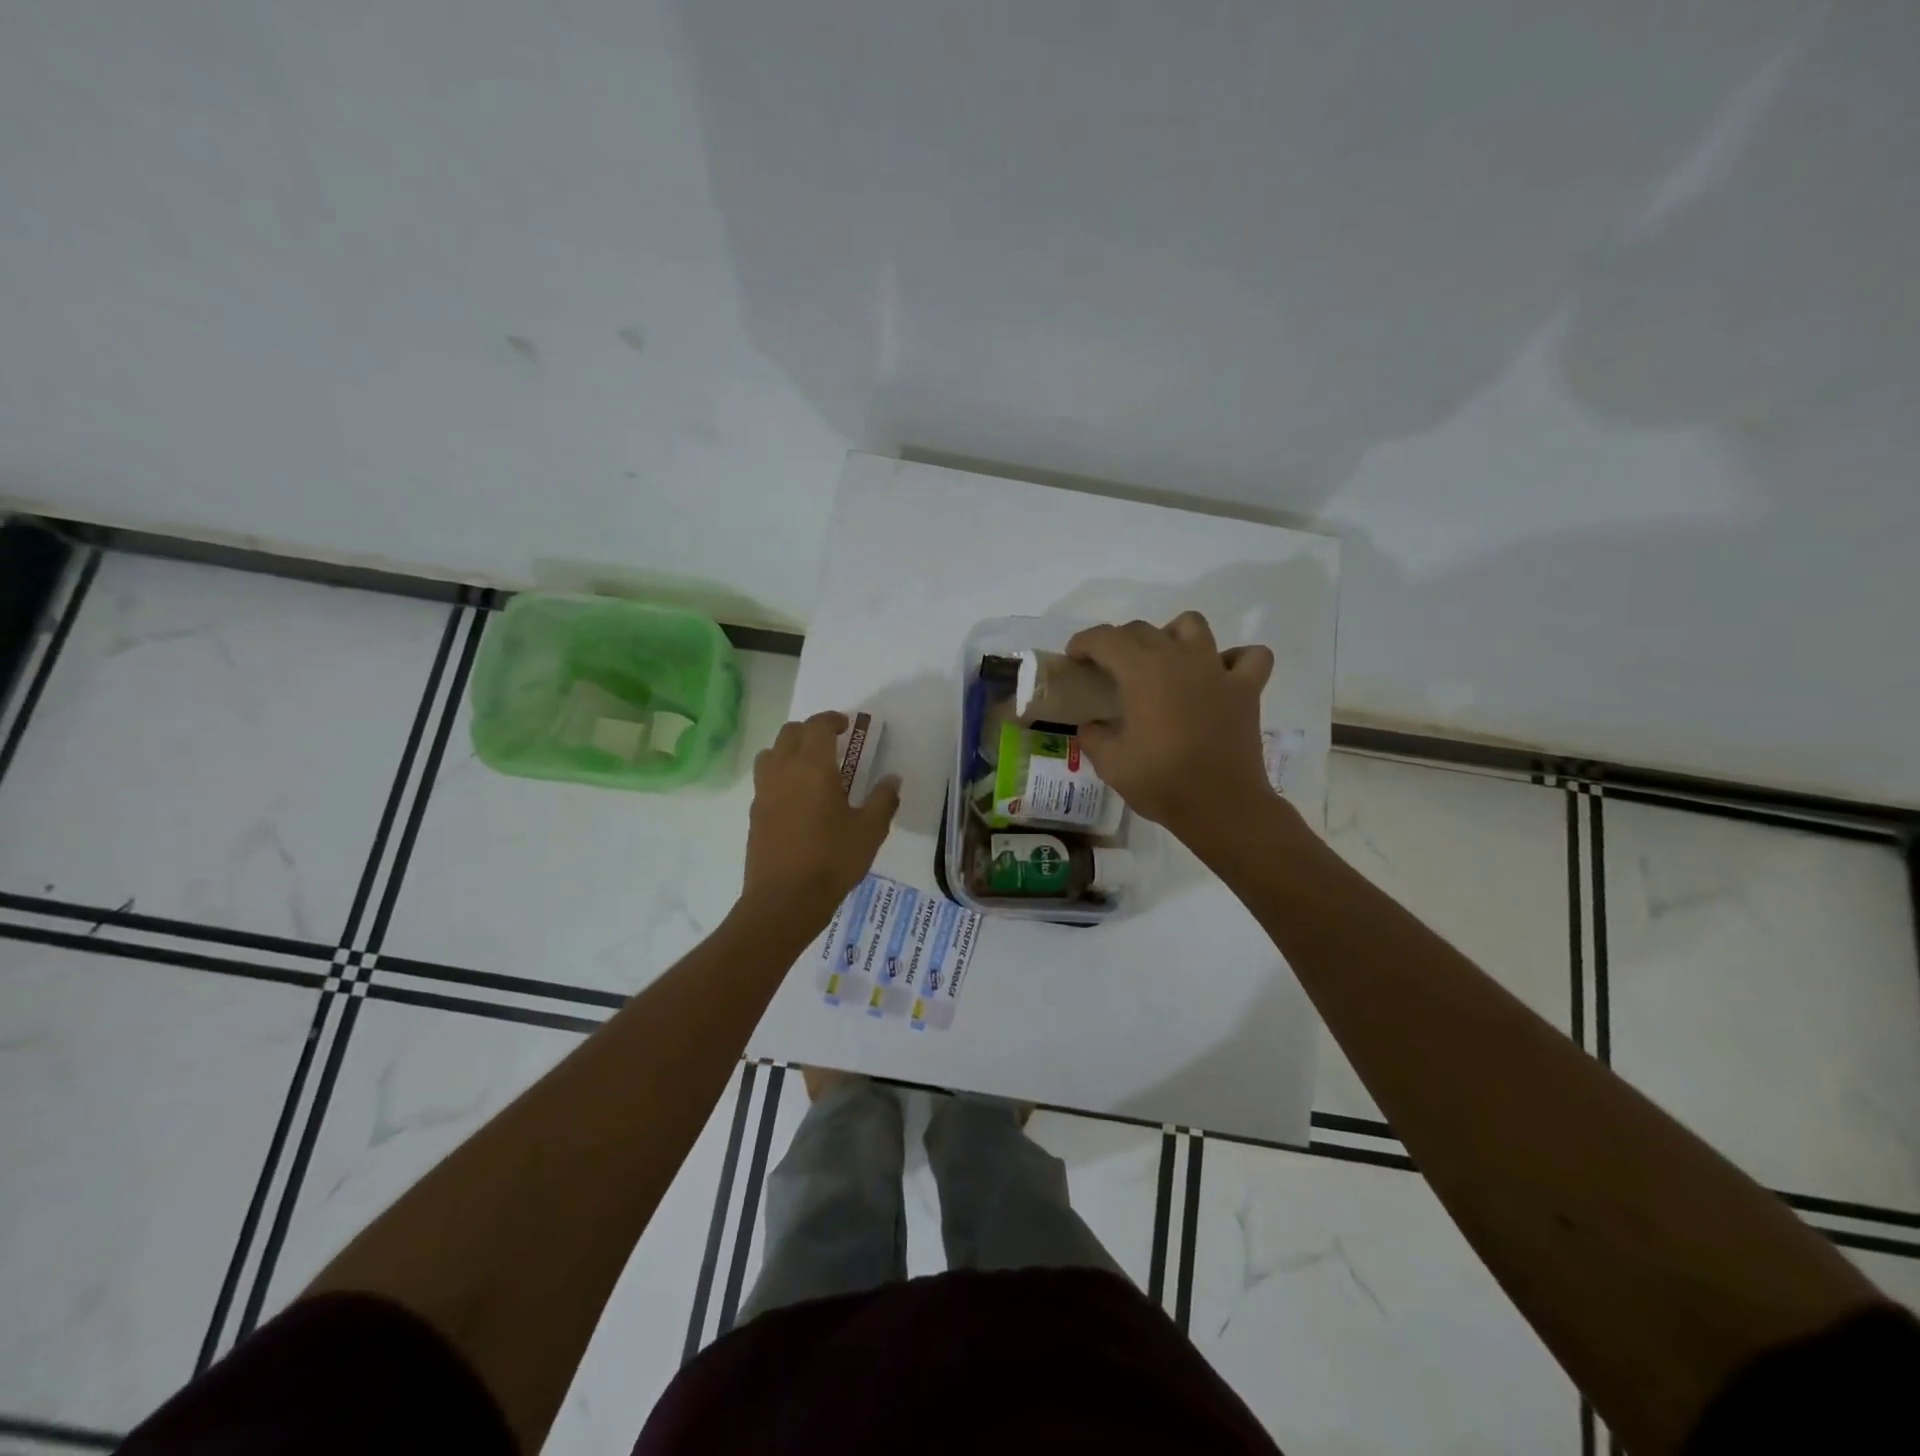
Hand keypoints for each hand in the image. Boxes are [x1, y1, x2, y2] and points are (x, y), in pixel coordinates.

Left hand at [742, 711, 900, 927]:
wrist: (784, 900)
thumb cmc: (832, 861)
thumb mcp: (870, 831)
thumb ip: (883, 800)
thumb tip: (892, 778)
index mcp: (813, 767)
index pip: (817, 726)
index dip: (832, 720)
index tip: (847, 726)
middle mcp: (784, 771)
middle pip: (790, 733)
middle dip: (810, 730)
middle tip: (832, 743)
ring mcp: (764, 792)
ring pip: (771, 753)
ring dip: (789, 749)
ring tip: (810, 766)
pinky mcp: (754, 814)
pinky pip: (765, 779)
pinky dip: (780, 774)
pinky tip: (797, 797)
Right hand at [1066, 612, 1276, 843]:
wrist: (1221, 806)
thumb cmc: (1161, 782)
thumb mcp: (1110, 763)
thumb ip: (1093, 736)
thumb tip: (1091, 725)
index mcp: (1142, 671)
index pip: (1105, 638)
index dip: (1083, 643)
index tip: (1074, 659)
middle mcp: (1179, 658)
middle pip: (1143, 630)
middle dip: (1119, 642)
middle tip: (1109, 670)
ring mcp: (1216, 670)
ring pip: (1193, 626)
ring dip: (1173, 635)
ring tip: (1164, 662)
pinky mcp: (1246, 689)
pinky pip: (1248, 657)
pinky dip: (1233, 660)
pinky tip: (1218, 677)